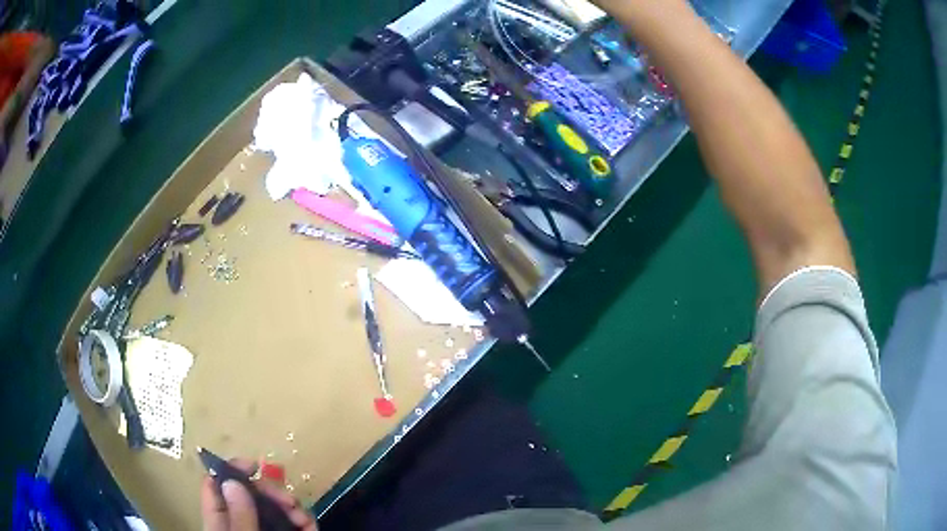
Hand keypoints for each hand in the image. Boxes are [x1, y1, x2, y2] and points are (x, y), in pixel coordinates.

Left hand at [200, 459, 317, 530]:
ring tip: (304, 519)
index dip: (230, 470)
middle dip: (270, 493)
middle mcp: (240, 524)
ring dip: (291, 508)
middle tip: (289, 501)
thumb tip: (232, 481)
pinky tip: (310, 527)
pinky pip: (291, 525)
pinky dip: (302, 523)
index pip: (215, 487)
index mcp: (220, 523)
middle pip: (248, 495)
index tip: (253, 465)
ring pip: (272, 509)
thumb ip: (238, 519)